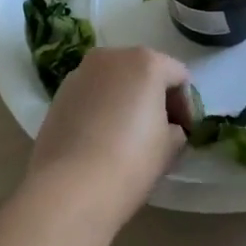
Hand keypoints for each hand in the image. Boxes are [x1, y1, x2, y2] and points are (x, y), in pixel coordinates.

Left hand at [26, 47, 190, 217]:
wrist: (69, 188)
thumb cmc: (131, 162)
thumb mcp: (170, 147)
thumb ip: (176, 129)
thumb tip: (168, 128)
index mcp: (145, 61)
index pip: (178, 76)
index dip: (187, 106)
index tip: (186, 133)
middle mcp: (111, 57)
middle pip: (144, 71)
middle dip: (155, 97)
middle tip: (162, 131)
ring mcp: (80, 73)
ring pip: (114, 81)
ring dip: (126, 100)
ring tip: (129, 135)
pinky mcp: (59, 95)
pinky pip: (92, 95)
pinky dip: (102, 108)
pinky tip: (102, 138)